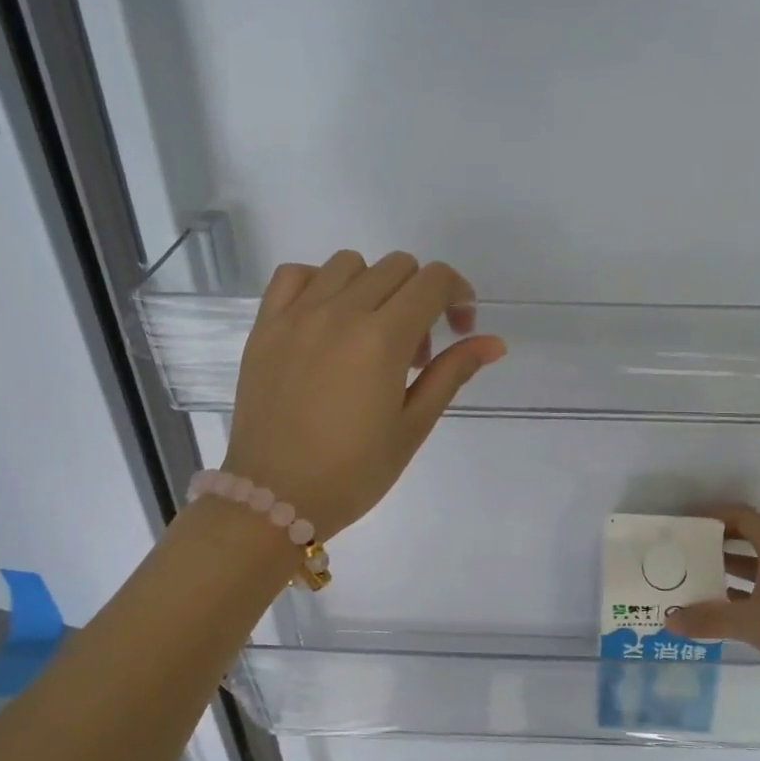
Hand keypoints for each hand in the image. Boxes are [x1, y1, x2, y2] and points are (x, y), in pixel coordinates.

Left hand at [223, 251, 505, 537]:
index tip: (459, 328)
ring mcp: (297, 314)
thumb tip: (494, 342)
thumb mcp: (413, 425)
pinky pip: (296, 274)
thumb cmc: (354, 472)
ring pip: (349, 264)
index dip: (458, 295)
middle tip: (415, 351)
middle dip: (421, 296)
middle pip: (397, 267)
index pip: (433, 281)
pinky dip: (321, 284)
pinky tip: (328, 320)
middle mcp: (339, 312)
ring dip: (374, 287)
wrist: (275, 496)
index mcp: (382, 339)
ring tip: (370, 335)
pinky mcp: (266, 325)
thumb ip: (452, 373)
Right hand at [669, 505, 759, 729]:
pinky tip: (722, 610)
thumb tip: (668, 619)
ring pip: (758, 567)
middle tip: (687, 550)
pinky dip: (743, 595)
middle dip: (719, 542)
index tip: (689, 523)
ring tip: (696, 577)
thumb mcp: (751, 622)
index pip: (745, 518)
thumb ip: (708, 619)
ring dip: (730, 569)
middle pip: (751, 539)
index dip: (717, 515)